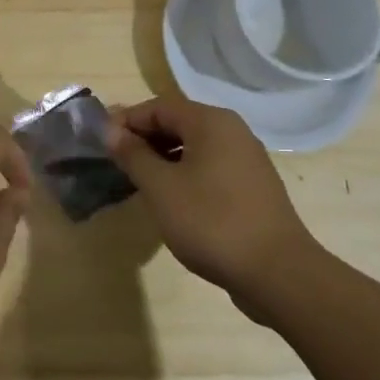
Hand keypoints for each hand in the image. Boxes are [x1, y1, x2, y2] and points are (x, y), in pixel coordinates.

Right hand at [106, 94, 318, 306]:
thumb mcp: (161, 187)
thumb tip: (111, 131)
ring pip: (194, 146)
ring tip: (139, 181)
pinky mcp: (253, 186)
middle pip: (178, 122)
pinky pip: (210, 166)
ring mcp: (247, 159)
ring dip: (163, 157)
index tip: (101, 142)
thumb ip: (133, 155)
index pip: (158, 106)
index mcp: (211, 122)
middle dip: (144, 138)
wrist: (278, 273)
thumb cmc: (211, 221)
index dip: (126, 120)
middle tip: (117, 161)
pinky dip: (185, 173)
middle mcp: (232, 131)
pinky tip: (171, 198)